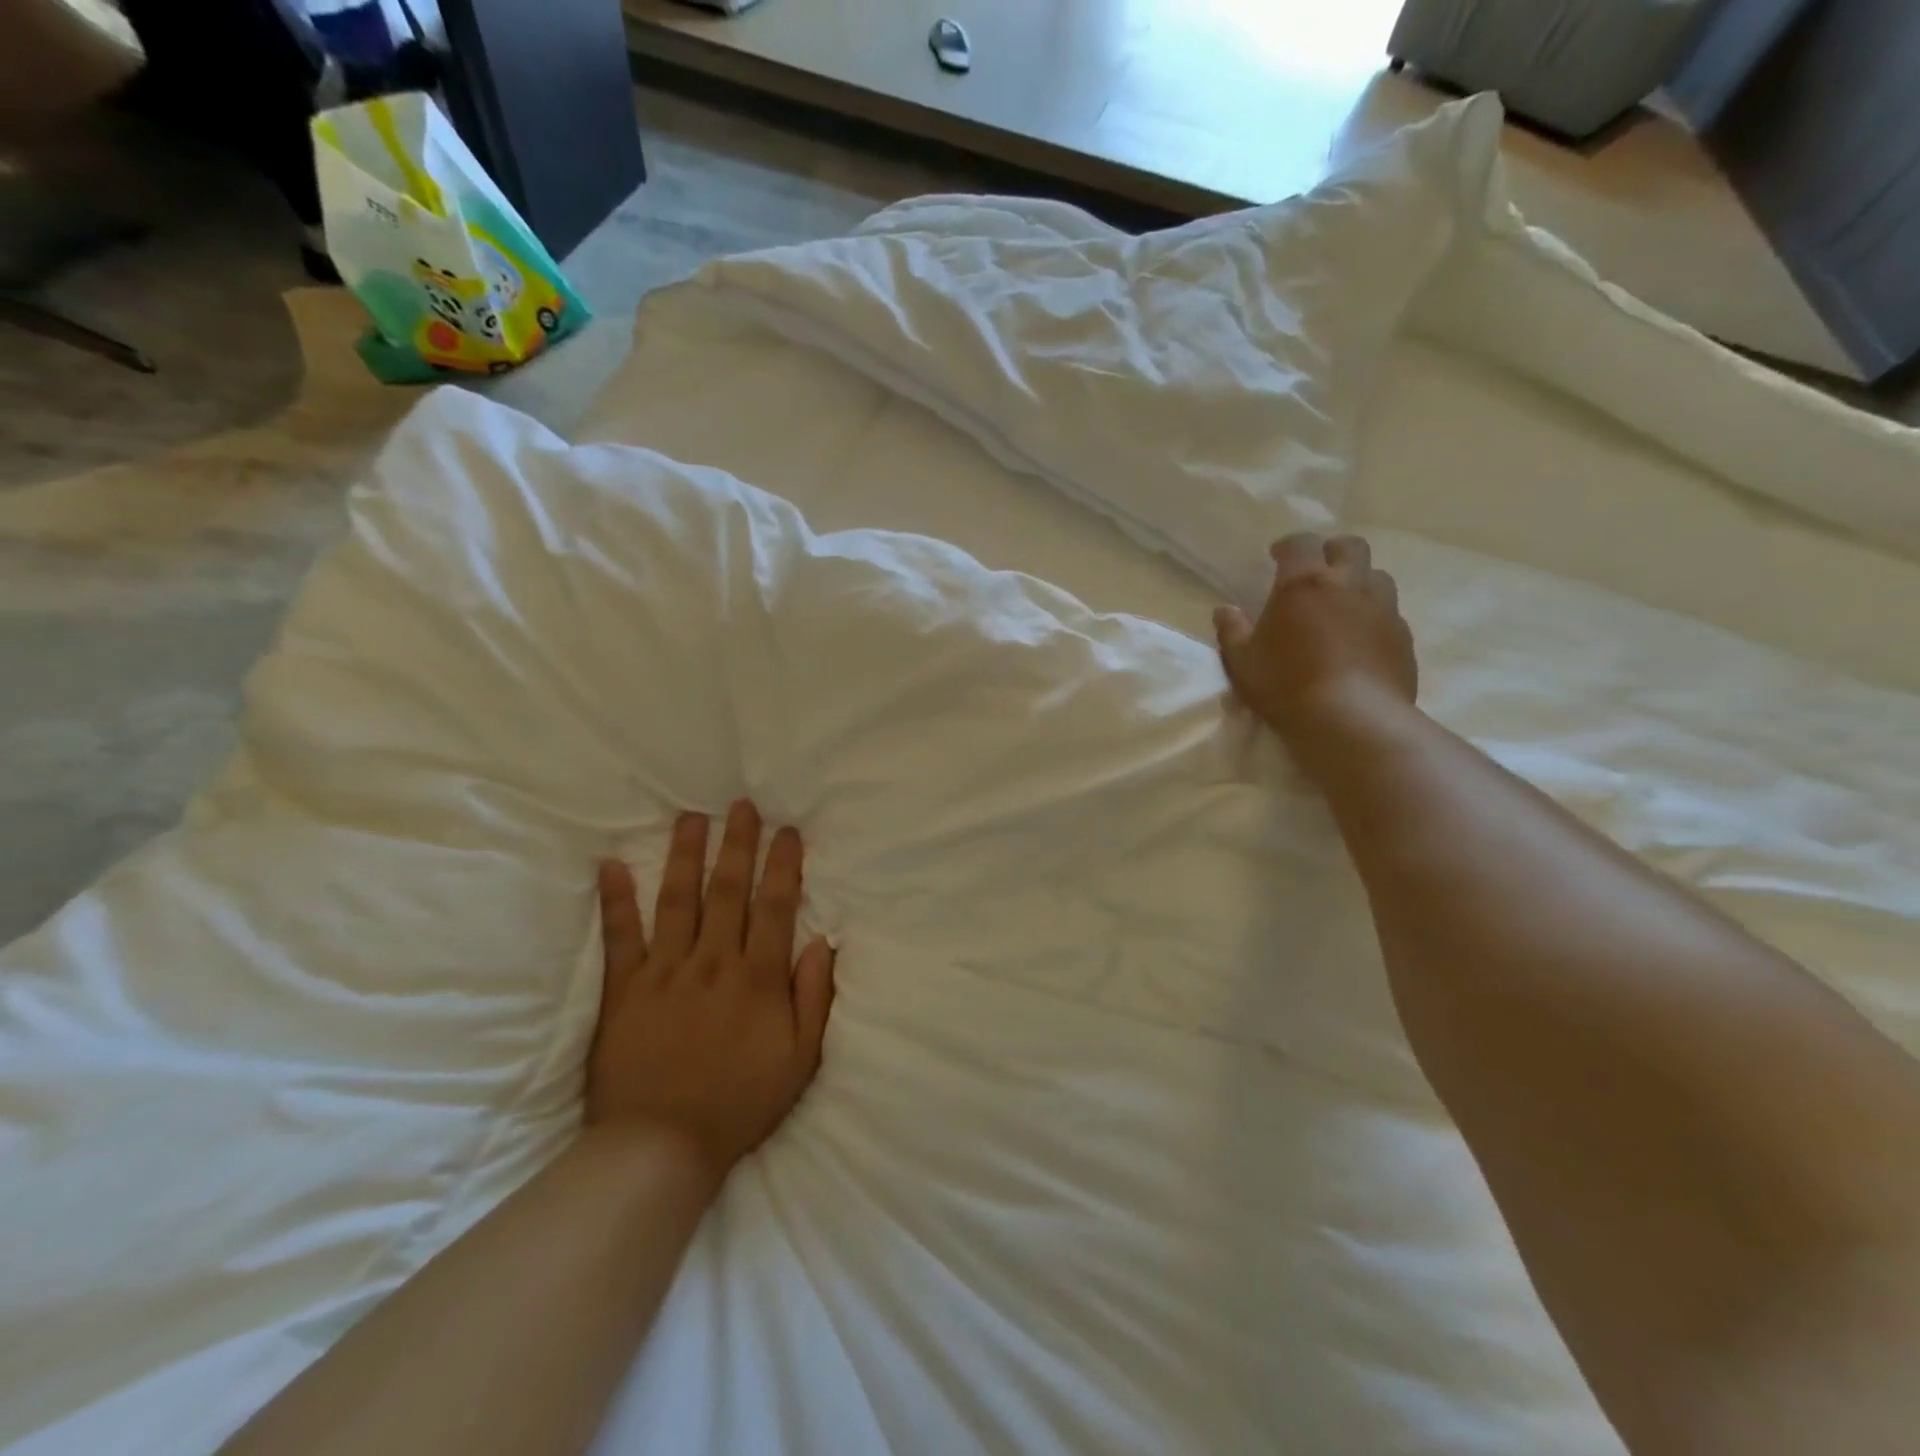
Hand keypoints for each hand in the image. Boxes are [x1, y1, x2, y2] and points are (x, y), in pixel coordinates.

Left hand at [589, 801, 835, 1178]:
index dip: (783, 865)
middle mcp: (713, 962)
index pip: (775, 906)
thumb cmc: (739, 1103)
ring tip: (691, 818)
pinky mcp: (624, 990)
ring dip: (685, 855)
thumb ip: (814, 998)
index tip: (787, 832)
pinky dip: (616, 900)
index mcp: (757, 978)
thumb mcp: (801, 1059)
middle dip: (738, 844)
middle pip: (728, 890)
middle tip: (741, 806)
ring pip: (678, 900)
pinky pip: (620, 937)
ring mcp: (665, 972)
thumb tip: (823, 944)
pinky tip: (611, 866)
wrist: (660, 1147)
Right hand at [1213, 533, 1416, 742]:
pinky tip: (1361, 638)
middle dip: (1332, 551)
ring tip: (1342, 604)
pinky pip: (1390, 612)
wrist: (1353, 720)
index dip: (1288, 546)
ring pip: (1377, 576)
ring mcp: (1382, 609)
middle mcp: (1348, 585)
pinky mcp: (1403, 637)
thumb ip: (1232, 631)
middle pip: (1350, 547)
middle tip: (1316, 571)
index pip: (1301, 544)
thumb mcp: (1243, 662)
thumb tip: (1225, 610)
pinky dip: (1374, 615)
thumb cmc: (1287, 686)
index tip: (1277, 556)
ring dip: (1359, 581)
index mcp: (1304, 584)